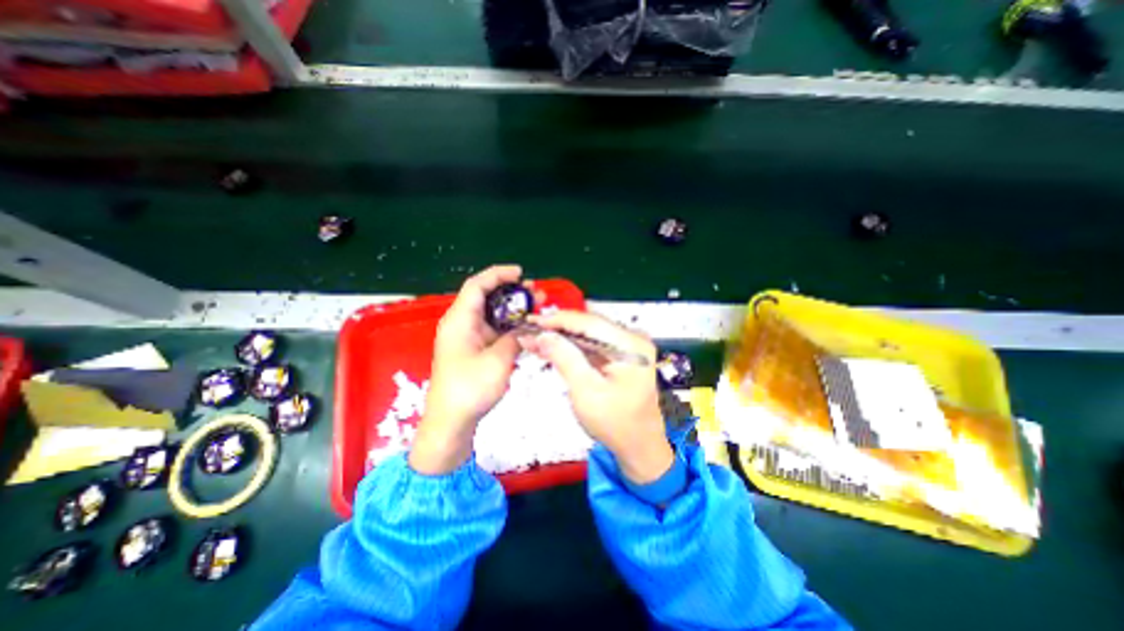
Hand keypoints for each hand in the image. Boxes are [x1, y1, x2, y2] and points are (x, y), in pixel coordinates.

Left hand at [413, 263, 534, 475]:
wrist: (451, 422)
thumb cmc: (470, 389)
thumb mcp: (498, 360)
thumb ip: (514, 338)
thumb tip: (525, 327)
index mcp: (459, 320)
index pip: (477, 286)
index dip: (498, 275)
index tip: (520, 273)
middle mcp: (461, 324)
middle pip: (485, 297)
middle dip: (511, 292)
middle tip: (536, 293)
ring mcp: (467, 338)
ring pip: (491, 314)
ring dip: (513, 309)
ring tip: (536, 306)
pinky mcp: (473, 350)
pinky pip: (493, 330)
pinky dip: (509, 325)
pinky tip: (526, 327)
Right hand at [524, 312, 668, 482]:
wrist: (639, 445)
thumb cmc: (614, 423)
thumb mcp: (585, 391)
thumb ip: (565, 358)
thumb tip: (542, 334)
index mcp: (630, 344)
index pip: (589, 322)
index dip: (558, 319)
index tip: (532, 321)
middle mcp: (633, 338)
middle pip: (589, 324)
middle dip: (558, 328)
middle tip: (530, 330)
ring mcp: (629, 346)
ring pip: (589, 333)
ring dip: (563, 337)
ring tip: (536, 339)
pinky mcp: (623, 354)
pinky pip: (593, 344)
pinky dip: (573, 346)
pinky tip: (553, 347)